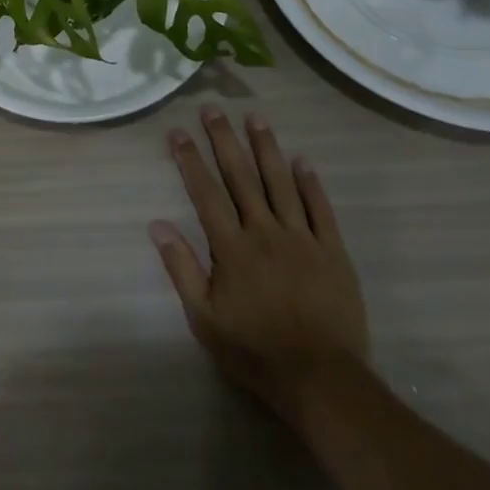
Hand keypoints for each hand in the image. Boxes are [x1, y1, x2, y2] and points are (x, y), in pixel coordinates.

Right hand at [151, 108, 369, 423]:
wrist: (322, 381)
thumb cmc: (256, 351)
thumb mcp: (205, 319)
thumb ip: (181, 268)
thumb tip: (156, 224)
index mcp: (231, 247)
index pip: (205, 192)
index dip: (190, 159)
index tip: (178, 131)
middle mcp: (264, 231)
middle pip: (241, 176)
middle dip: (224, 139)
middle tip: (213, 109)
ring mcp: (302, 239)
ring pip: (280, 183)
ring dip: (266, 148)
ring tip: (255, 118)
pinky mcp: (333, 252)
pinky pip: (320, 210)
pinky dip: (311, 183)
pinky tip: (303, 161)